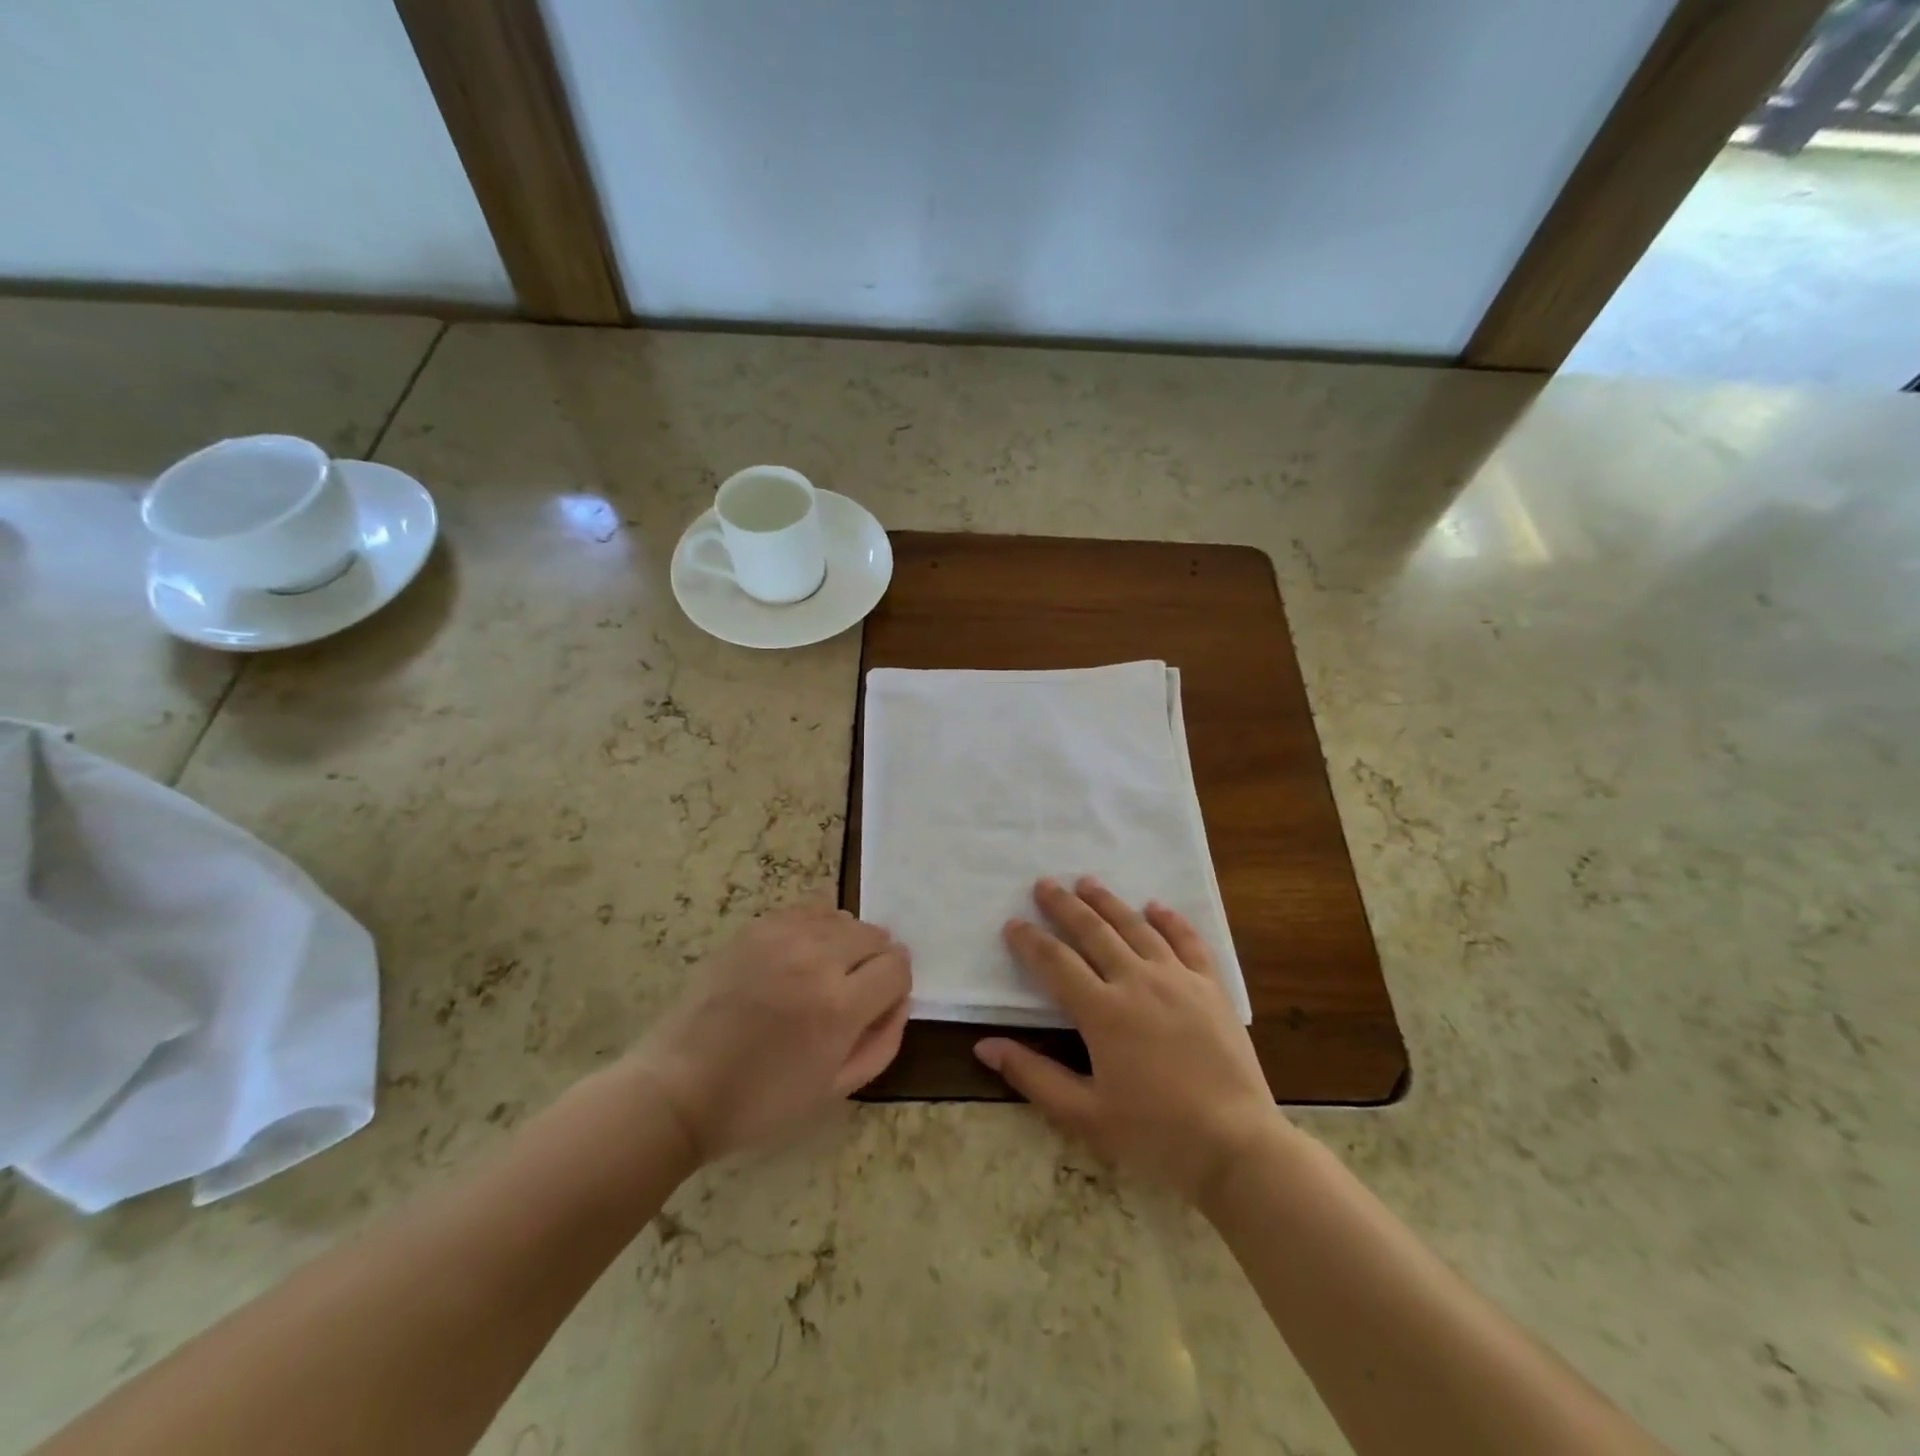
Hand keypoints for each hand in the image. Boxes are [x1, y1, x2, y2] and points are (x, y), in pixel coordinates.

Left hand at [628, 904, 910, 1162]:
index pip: (897, 967)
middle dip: (876, 961)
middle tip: (854, 990)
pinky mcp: (755, 928)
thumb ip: (882, 1042)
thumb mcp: (834, 1090)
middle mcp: (817, 959)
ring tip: (824, 972)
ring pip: (843, 918)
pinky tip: (801, 953)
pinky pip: (807, 910)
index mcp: (840, 1006)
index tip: (880, 1002)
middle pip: (875, 935)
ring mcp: (782, 937)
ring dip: (847, 943)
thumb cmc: (759, 1103)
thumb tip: (899, 1000)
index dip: (896, 985)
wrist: (678, 1088)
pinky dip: (817, 927)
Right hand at [974, 877, 1280, 1203]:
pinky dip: (1169, 920)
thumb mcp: (1084, 1115)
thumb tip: (984, 1045)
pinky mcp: (1211, 987)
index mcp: (1102, 1012)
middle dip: (1064, 905)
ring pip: (1136, 927)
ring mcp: (1178, 979)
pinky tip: (1155, 906)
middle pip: (1093, 931)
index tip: (1013, 924)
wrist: (1236, 1146)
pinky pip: (1188, 941)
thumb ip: (1033, 1075)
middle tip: (1044, 884)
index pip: (1055, 963)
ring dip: (1108, 902)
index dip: (1030, 941)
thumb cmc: (1155, 1135)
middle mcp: (1137, 982)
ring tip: (1087, 882)